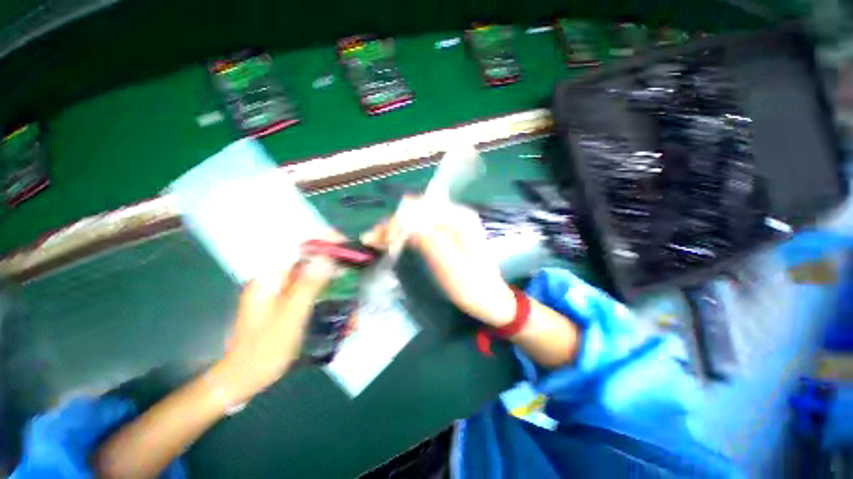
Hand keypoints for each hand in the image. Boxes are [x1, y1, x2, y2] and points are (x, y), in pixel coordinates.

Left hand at [210, 255, 337, 404]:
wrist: (244, 378)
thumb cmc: (264, 350)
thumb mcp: (289, 317)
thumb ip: (307, 286)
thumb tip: (326, 258)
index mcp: (269, 278)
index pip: (297, 246)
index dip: (322, 241)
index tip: (345, 244)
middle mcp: (275, 279)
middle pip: (309, 260)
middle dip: (333, 265)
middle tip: (354, 272)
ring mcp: (281, 291)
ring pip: (313, 276)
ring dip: (333, 283)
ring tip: (351, 294)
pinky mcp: (287, 302)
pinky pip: (311, 291)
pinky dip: (327, 296)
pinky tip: (340, 309)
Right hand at [362, 196, 515, 326]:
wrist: (490, 299)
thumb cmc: (471, 286)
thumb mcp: (448, 263)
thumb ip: (427, 238)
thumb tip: (403, 219)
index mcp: (460, 217)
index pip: (420, 208)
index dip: (398, 221)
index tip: (380, 239)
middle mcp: (456, 214)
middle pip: (417, 211)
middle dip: (394, 224)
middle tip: (372, 240)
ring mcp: (452, 224)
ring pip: (416, 219)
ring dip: (396, 228)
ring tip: (375, 240)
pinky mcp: (448, 234)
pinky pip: (422, 228)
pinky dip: (405, 234)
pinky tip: (391, 241)